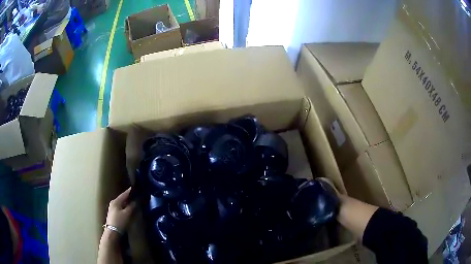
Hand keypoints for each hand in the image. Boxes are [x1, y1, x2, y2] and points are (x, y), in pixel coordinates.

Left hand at [105, 187, 135, 231]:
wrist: (112, 231)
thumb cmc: (119, 221)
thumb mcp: (127, 214)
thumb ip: (131, 206)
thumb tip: (136, 201)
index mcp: (116, 201)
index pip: (124, 194)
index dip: (129, 191)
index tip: (134, 188)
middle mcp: (113, 203)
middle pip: (122, 198)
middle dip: (128, 197)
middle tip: (135, 195)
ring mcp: (112, 209)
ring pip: (121, 203)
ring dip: (126, 202)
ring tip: (132, 202)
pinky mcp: (113, 214)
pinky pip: (120, 207)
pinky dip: (124, 207)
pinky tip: (127, 209)